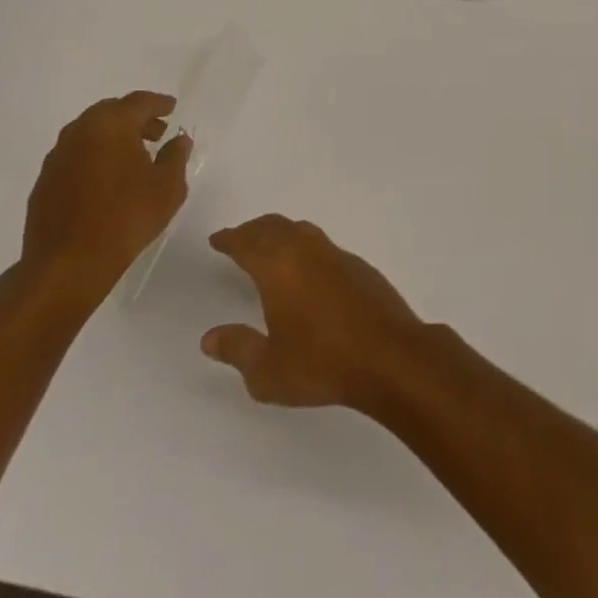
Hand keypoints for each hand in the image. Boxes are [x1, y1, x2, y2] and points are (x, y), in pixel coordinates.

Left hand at [19, 92, 190, 312]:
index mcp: (111, 124)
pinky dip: (94, 156)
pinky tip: (107, 179)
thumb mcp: (168, 187)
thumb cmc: (125, 218)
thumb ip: (176, 156)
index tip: (172, 108)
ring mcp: (57, 157)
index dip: (159, 104)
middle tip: (156, 132)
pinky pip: (76, 155)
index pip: (139, 102)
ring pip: (90, 133)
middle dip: (135, 118)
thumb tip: (178, 140)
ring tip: (134, 156)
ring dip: (113, 137)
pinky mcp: (44, 182)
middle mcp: (80, 131)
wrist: (66, 267)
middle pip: (111, 112)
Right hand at [201, 216, 427, 411]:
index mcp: (279, 268)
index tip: (217, 239)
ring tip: (268, 246)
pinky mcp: (357, 265)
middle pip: (274, 227)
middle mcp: (306, 251)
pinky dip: (303, 244)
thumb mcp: (267, 369)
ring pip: (300, 229)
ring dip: (280, 232)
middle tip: (238, 238)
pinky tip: (305, 266)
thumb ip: (237, 349)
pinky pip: (320, 243)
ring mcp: (335, 254)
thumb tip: (210, 337)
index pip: (248, 243)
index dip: (230, 239)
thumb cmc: (320, 363)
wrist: (386, 354)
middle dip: (253, 230)